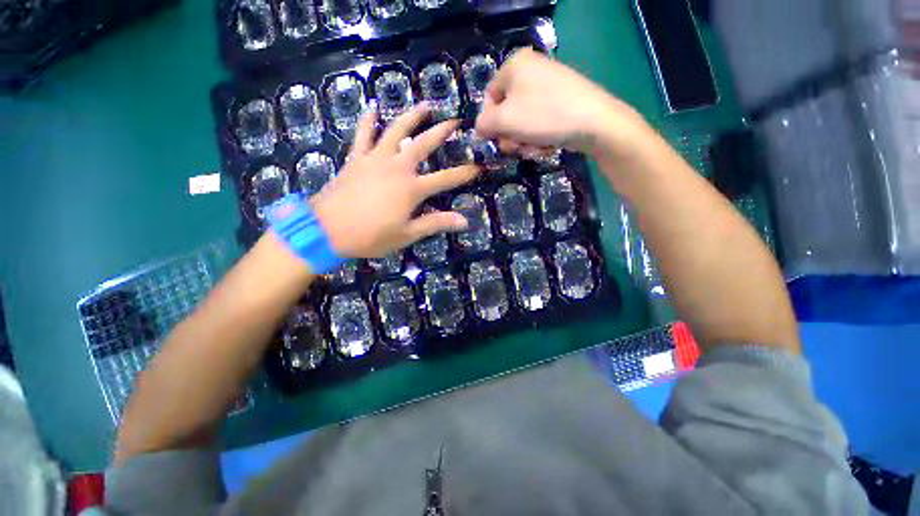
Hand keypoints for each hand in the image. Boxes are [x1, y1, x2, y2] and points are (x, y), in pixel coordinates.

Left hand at [311, 104, 479, 258]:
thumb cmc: (371, 236)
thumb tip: (464, 221)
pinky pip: (363, 134)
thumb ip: (435, 224)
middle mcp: (397, 167)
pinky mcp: (356, 158)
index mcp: (412, 189)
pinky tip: (373, 107)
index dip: (463, 174)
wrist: (327, 230)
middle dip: (442, 132)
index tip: (478, 167)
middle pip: (423, 144)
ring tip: (424, 105)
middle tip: (455, 121)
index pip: (445, 178)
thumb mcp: (407, 234)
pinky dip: (368, 120)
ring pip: (396, 131)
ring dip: (411, 116)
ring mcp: (375, 159)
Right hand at [475, 49, 644, 155]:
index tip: (498, 139)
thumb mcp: (504, 121)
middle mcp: (531, 71)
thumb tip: (481, 128)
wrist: (594, 122)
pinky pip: (539, 123)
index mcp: (515, 65)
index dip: (490, 123)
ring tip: (536, 148)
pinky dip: (539, 138)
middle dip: (510, 136)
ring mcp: (548, 86)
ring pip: (522, 123)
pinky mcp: (561, 102)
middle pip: (506, 113)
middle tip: (518, 147)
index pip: (489, 98)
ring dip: (524, 142)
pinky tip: (547, 145)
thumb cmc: (543, 116)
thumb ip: (483, 124)